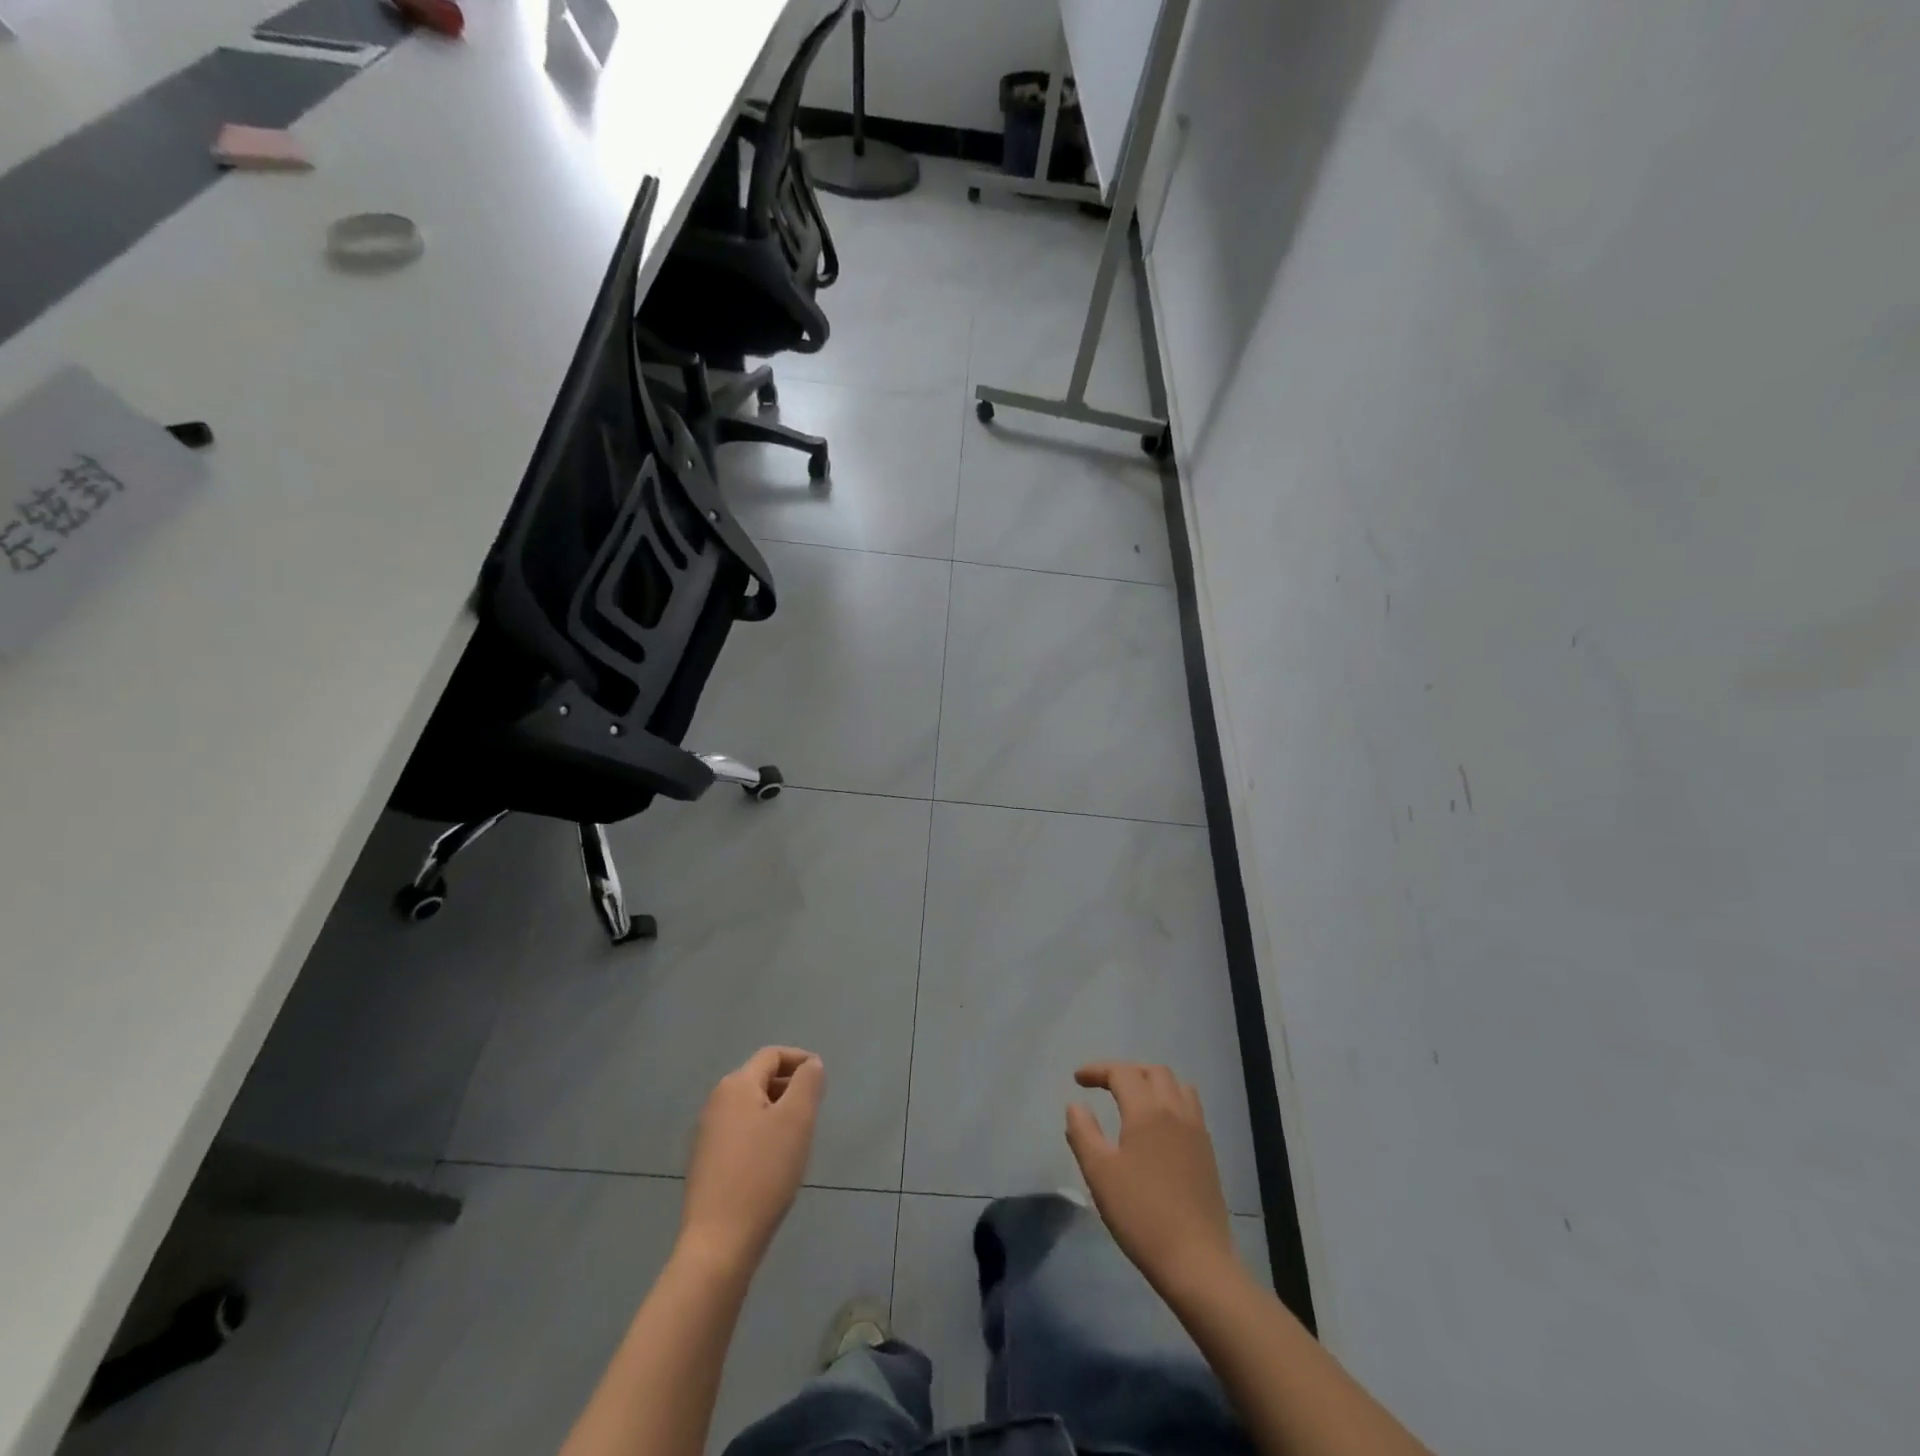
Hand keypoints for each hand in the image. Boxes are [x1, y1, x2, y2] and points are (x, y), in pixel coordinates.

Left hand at [680, 1047, 824, 1270]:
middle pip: (759, 1079)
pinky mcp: (705, 1163)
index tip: (822, 1082)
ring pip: (750, 1108)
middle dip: (789, 1088)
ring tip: (797, 1139)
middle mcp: (716, 1102)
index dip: (800, 1060)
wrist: (719, 1243)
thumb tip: (810, 1064)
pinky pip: (740, 1133)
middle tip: (813, 1113)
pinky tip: (772, 1164)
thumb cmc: (763, 1172)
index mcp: (736, 1085)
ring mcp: (706, 1134)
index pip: (772, 1055)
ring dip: (776, 1113)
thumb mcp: (797, 1119)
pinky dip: (761, 1135)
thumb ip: (808, 1082)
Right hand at [1066, 1062, 1241, 1297]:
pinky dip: (1170, 1101)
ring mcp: (1196, 1130)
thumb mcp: (1099, 1173)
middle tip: (1104, 1086)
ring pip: (1177, 1086)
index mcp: (1147, 1110)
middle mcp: (1175, 1110)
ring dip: (1152, 1082)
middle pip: (1153, 1071)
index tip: (1078, 1079)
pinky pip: (1189, 1107)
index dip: (1097, 1070)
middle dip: (1126, 1072)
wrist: (1196, 1260)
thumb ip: (1083, 1132)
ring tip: (1133, 1100)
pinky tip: (1157, 1127)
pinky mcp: (1207, 1152)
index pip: (1121, 1073)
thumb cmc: (1140, 1213)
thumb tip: (1076, 1105)